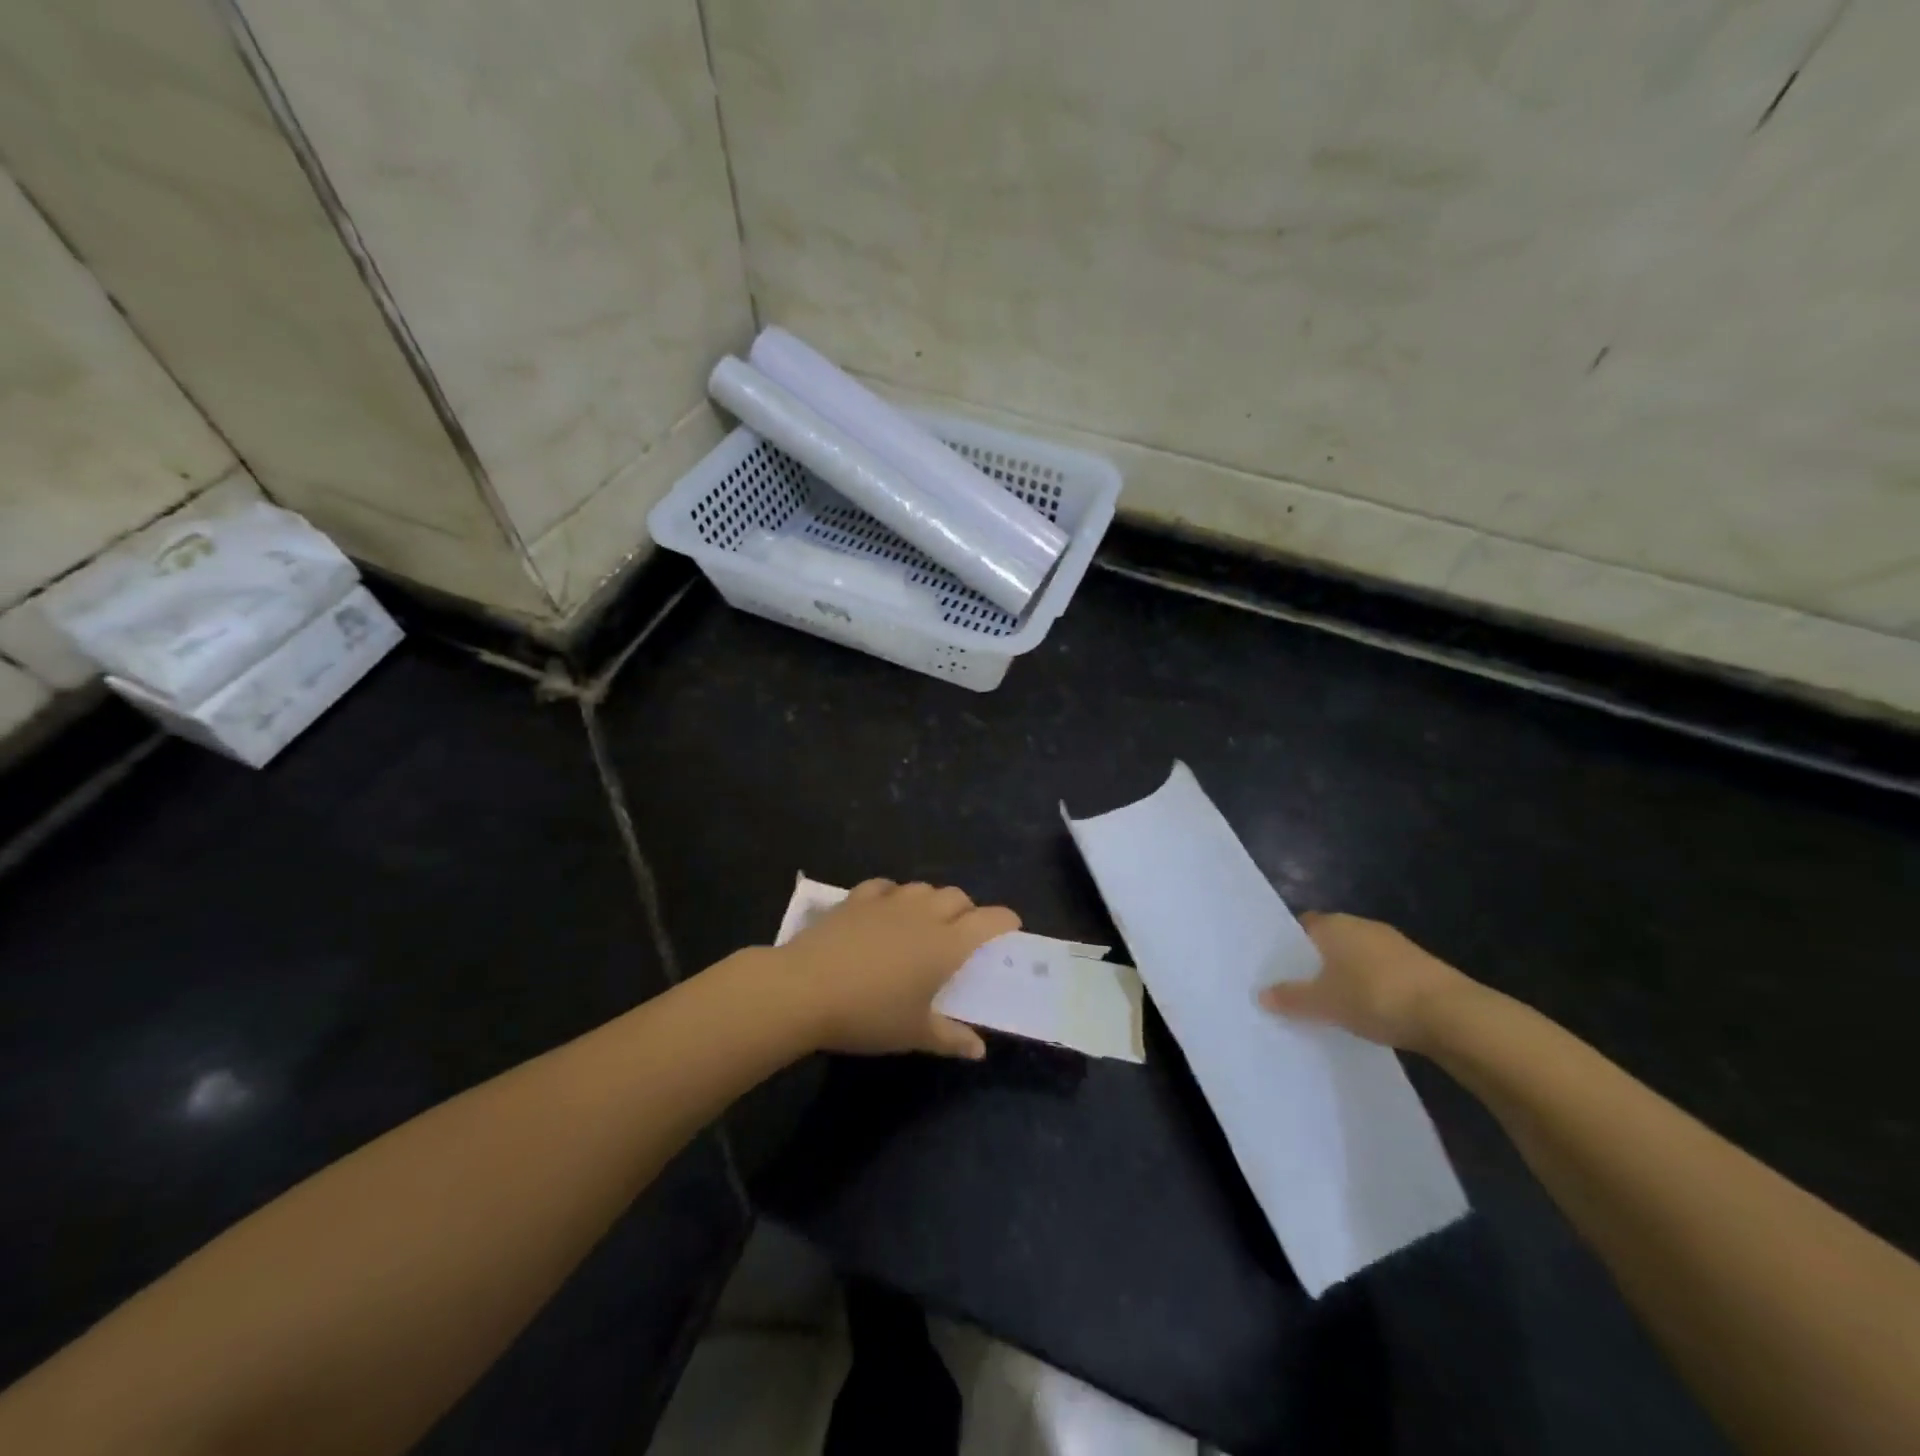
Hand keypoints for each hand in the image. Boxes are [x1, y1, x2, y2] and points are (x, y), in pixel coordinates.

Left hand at [771, 879, 1019, 1058]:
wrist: (805, 989)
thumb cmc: (869, 1014)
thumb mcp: (914, 1033)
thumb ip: (951, 1038)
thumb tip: (979, 1050)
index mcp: (946, 944)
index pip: (988, 920)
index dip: (1004, 920)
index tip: (1010, 927)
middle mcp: (923, 914)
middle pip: (957, 897)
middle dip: (968, 910)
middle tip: (963, 933)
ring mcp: (888, 902)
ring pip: (923, 888)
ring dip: (933, 900)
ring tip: (926, 922)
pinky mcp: (857, 899)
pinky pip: (885, 886)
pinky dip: (894, 895)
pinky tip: (887, 909)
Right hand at [1258, 912, 1473, 1050]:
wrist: (1451, 1015)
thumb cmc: (1374, 996)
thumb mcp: (1324, 1003)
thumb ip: (1291, 998)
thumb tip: (1262, 995)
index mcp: (1334, 924)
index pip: (1303, 925)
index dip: (1290, 945)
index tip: (1280, 968)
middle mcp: (1363, 925)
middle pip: (1331, 940)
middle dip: (1318, 962)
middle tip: (1301, 989)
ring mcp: (1395, 945)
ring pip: (1358, 957)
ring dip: (1348, 976)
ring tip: (1333, 1005)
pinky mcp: (1421, 968)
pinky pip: (1383, 973)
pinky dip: (1373, 989)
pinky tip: (1369, 1013)